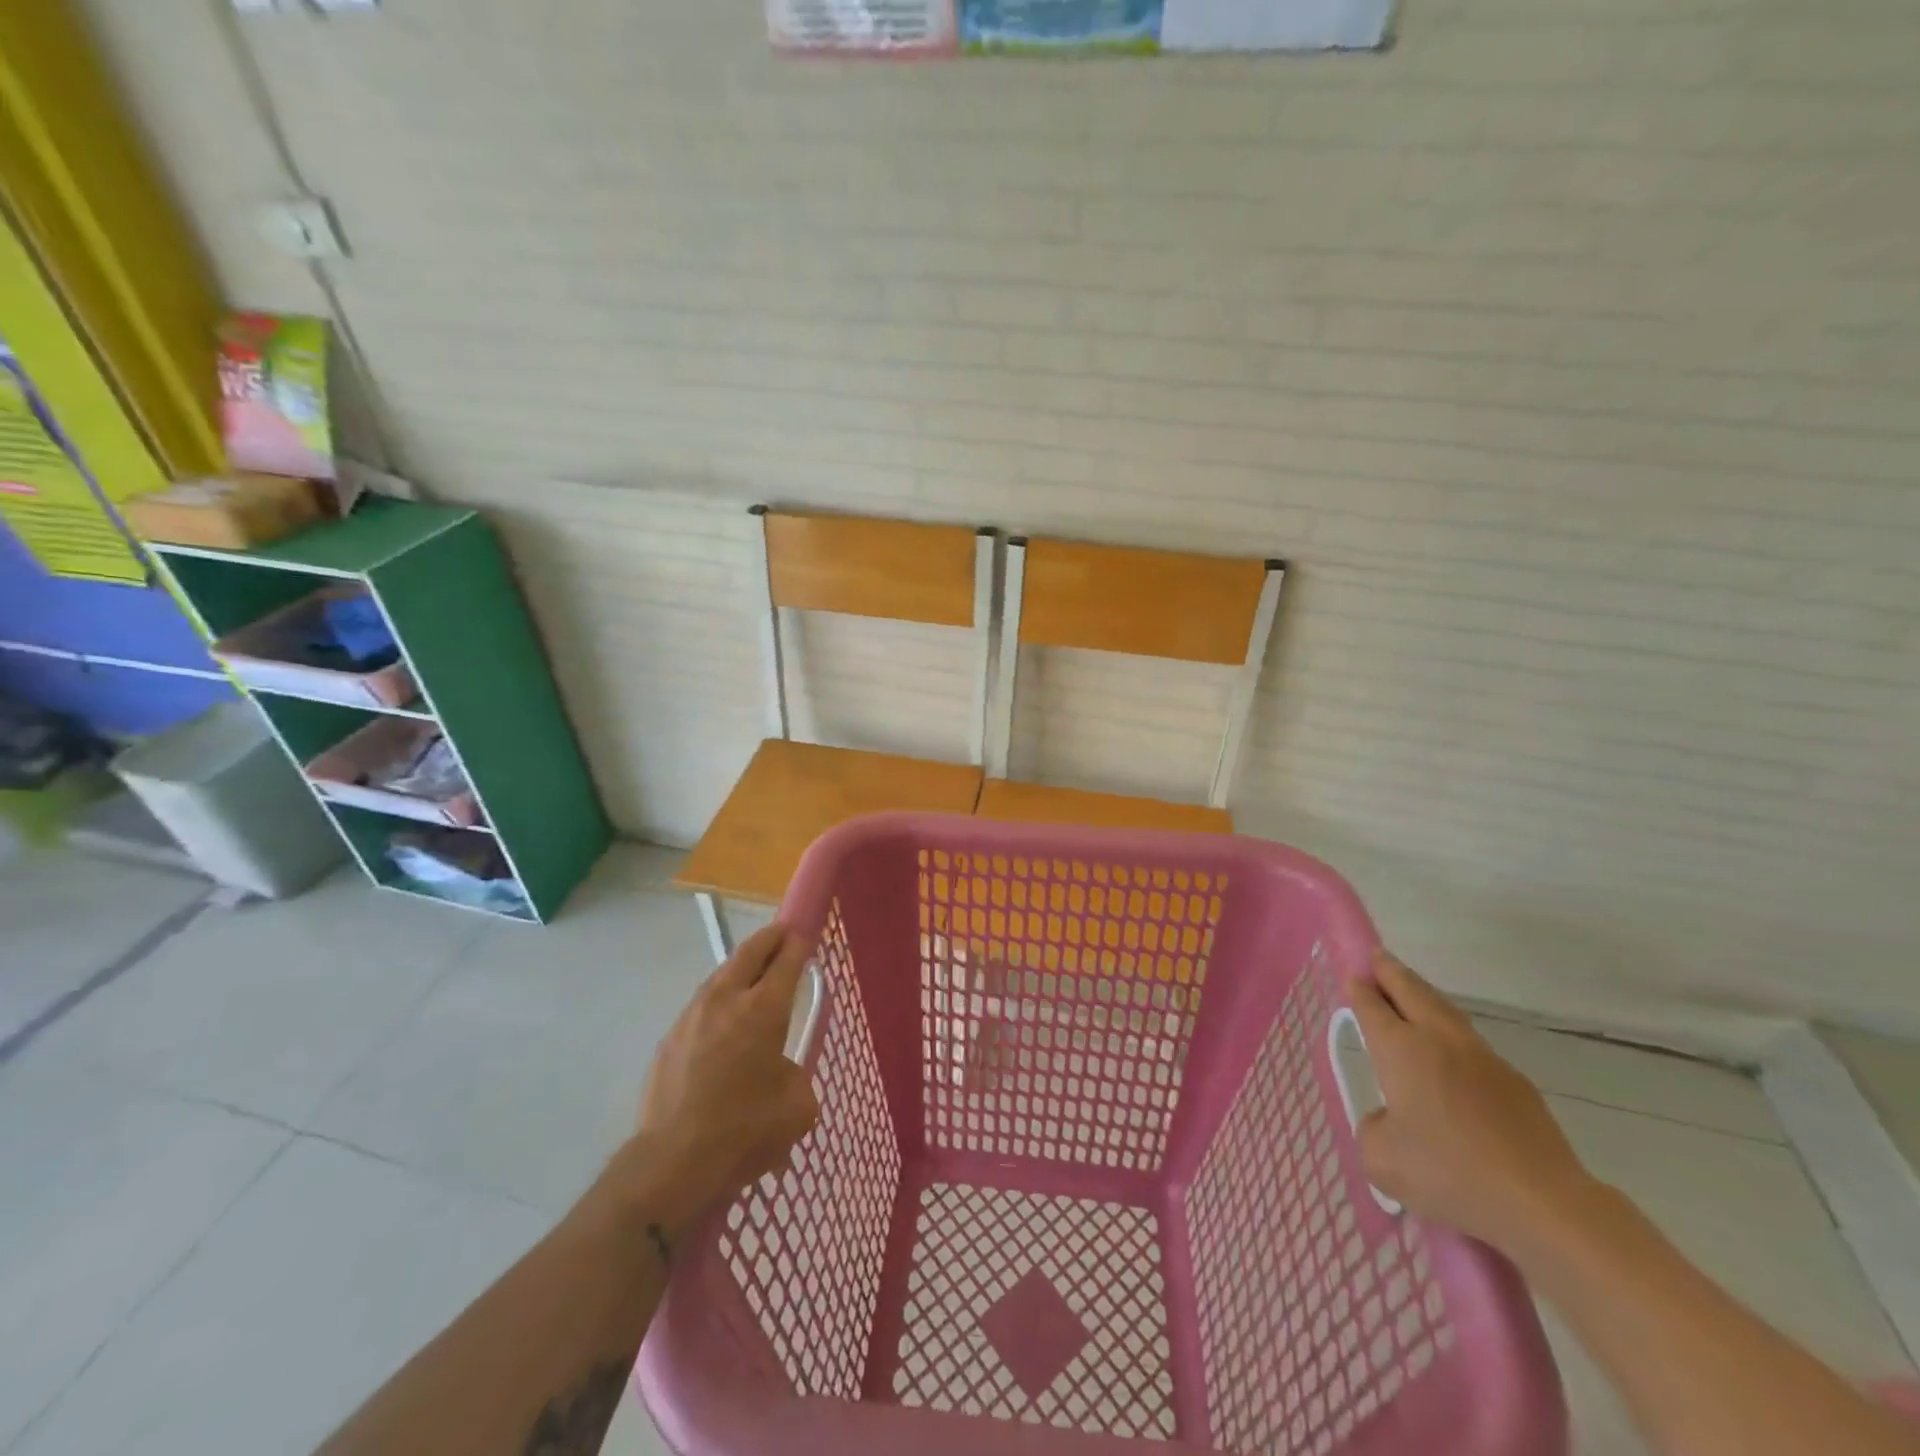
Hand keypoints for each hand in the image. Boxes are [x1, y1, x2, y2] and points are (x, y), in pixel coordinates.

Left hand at [622, 924, 820, 1237]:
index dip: (798, 944)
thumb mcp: (797, 1108)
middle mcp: (727, 1000)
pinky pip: (700, 1007)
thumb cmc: (745, 1130)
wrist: (673, 1162)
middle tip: (782, 934)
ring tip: (752, 974)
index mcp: (764, 1009)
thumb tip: (781, 1073)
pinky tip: (721, 1021)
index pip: (786, 962)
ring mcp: (692, 1016)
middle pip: (750, 952)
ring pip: (720, 976)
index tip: (805, 934)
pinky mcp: (669, 1039)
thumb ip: (797, 1077)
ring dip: (740, 968)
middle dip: (769, 938)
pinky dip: (718, 1001)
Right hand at [1348, 949, 1599, 1258]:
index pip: (1372, 1006)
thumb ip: (1373, 1128)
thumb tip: (1391, 1121)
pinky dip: (1453, 1036)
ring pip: (1447, 1012)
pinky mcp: (1516, 1084)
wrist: (1544, 1204)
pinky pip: (1473, 1045)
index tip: (1352, 975)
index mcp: (1401, 1049)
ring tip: (1412, 992)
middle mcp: (1440, 1041)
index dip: (1359, 989)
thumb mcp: (1382, 1159)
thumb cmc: (1450, 1174)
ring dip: (1425, 996)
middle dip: (1391, 972)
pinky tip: (1452, 1054)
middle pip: (1412, 992)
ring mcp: (1483, 1059)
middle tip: (1378, 958)